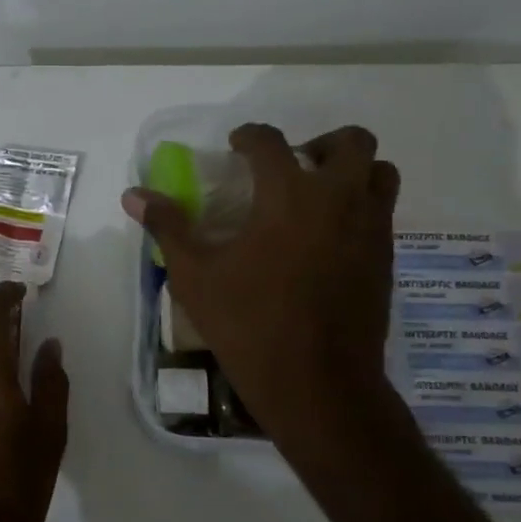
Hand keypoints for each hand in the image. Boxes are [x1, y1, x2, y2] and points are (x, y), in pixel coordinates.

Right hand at [122, 123, 399, 444]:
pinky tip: (327, 239)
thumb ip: (168, 226)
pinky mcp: (386, 259)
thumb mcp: (195, 275)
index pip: (270, 141)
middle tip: (292, 167)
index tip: (236, 146)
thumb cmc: (250, 324)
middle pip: (352, 142)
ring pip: (381, 172)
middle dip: (320, 143)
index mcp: (289, 195)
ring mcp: (372, 229)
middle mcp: (339, 199)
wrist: (319, 385)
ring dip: (352, 171)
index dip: (249, 136)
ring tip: (318, 196)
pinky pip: (383, 212)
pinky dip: (360, 207)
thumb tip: (133, 194)